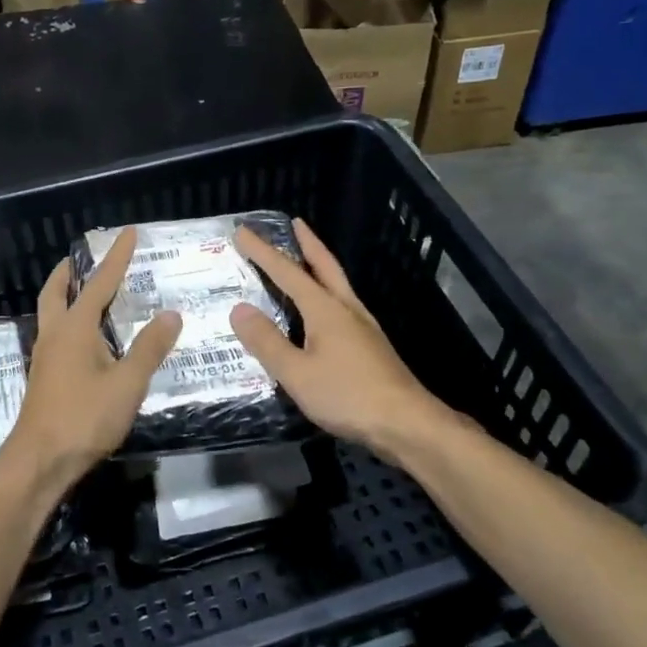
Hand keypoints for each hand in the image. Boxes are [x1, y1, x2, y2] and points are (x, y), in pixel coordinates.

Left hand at [3, 227, 181, 494]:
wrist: (40, 460)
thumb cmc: (84, 417)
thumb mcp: (127, 383)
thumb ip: (150, 348)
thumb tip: (171, 314)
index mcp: (76, 328)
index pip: (100, 283)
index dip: (117, 257)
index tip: (128, 233)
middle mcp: (55, 334)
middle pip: (56, 292)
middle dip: (69, 272)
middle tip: (82, 259)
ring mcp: (45, 356)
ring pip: (51, 313)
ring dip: (65, 295)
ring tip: (85, 292)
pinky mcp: (45, 377)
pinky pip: (55, 334)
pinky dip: (68, 321)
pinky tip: (85, 340)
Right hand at [230, 219, 454, 461]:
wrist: (407, 423)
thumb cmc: (348, 396)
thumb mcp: (297, 373)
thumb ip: (267, 341)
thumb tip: (239, 309)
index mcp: (325, 310)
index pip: (287, 272)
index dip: (263, 252)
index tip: (243, 231)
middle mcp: (346, 309)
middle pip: (325, 267)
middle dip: (307, 243)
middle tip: (295, 223)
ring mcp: (363, 327)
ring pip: (338, 285)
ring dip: (320, 266)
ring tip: (306, 259)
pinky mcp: (371, 346)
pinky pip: (343, 305)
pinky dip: (328, 292)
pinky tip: (324, 310)